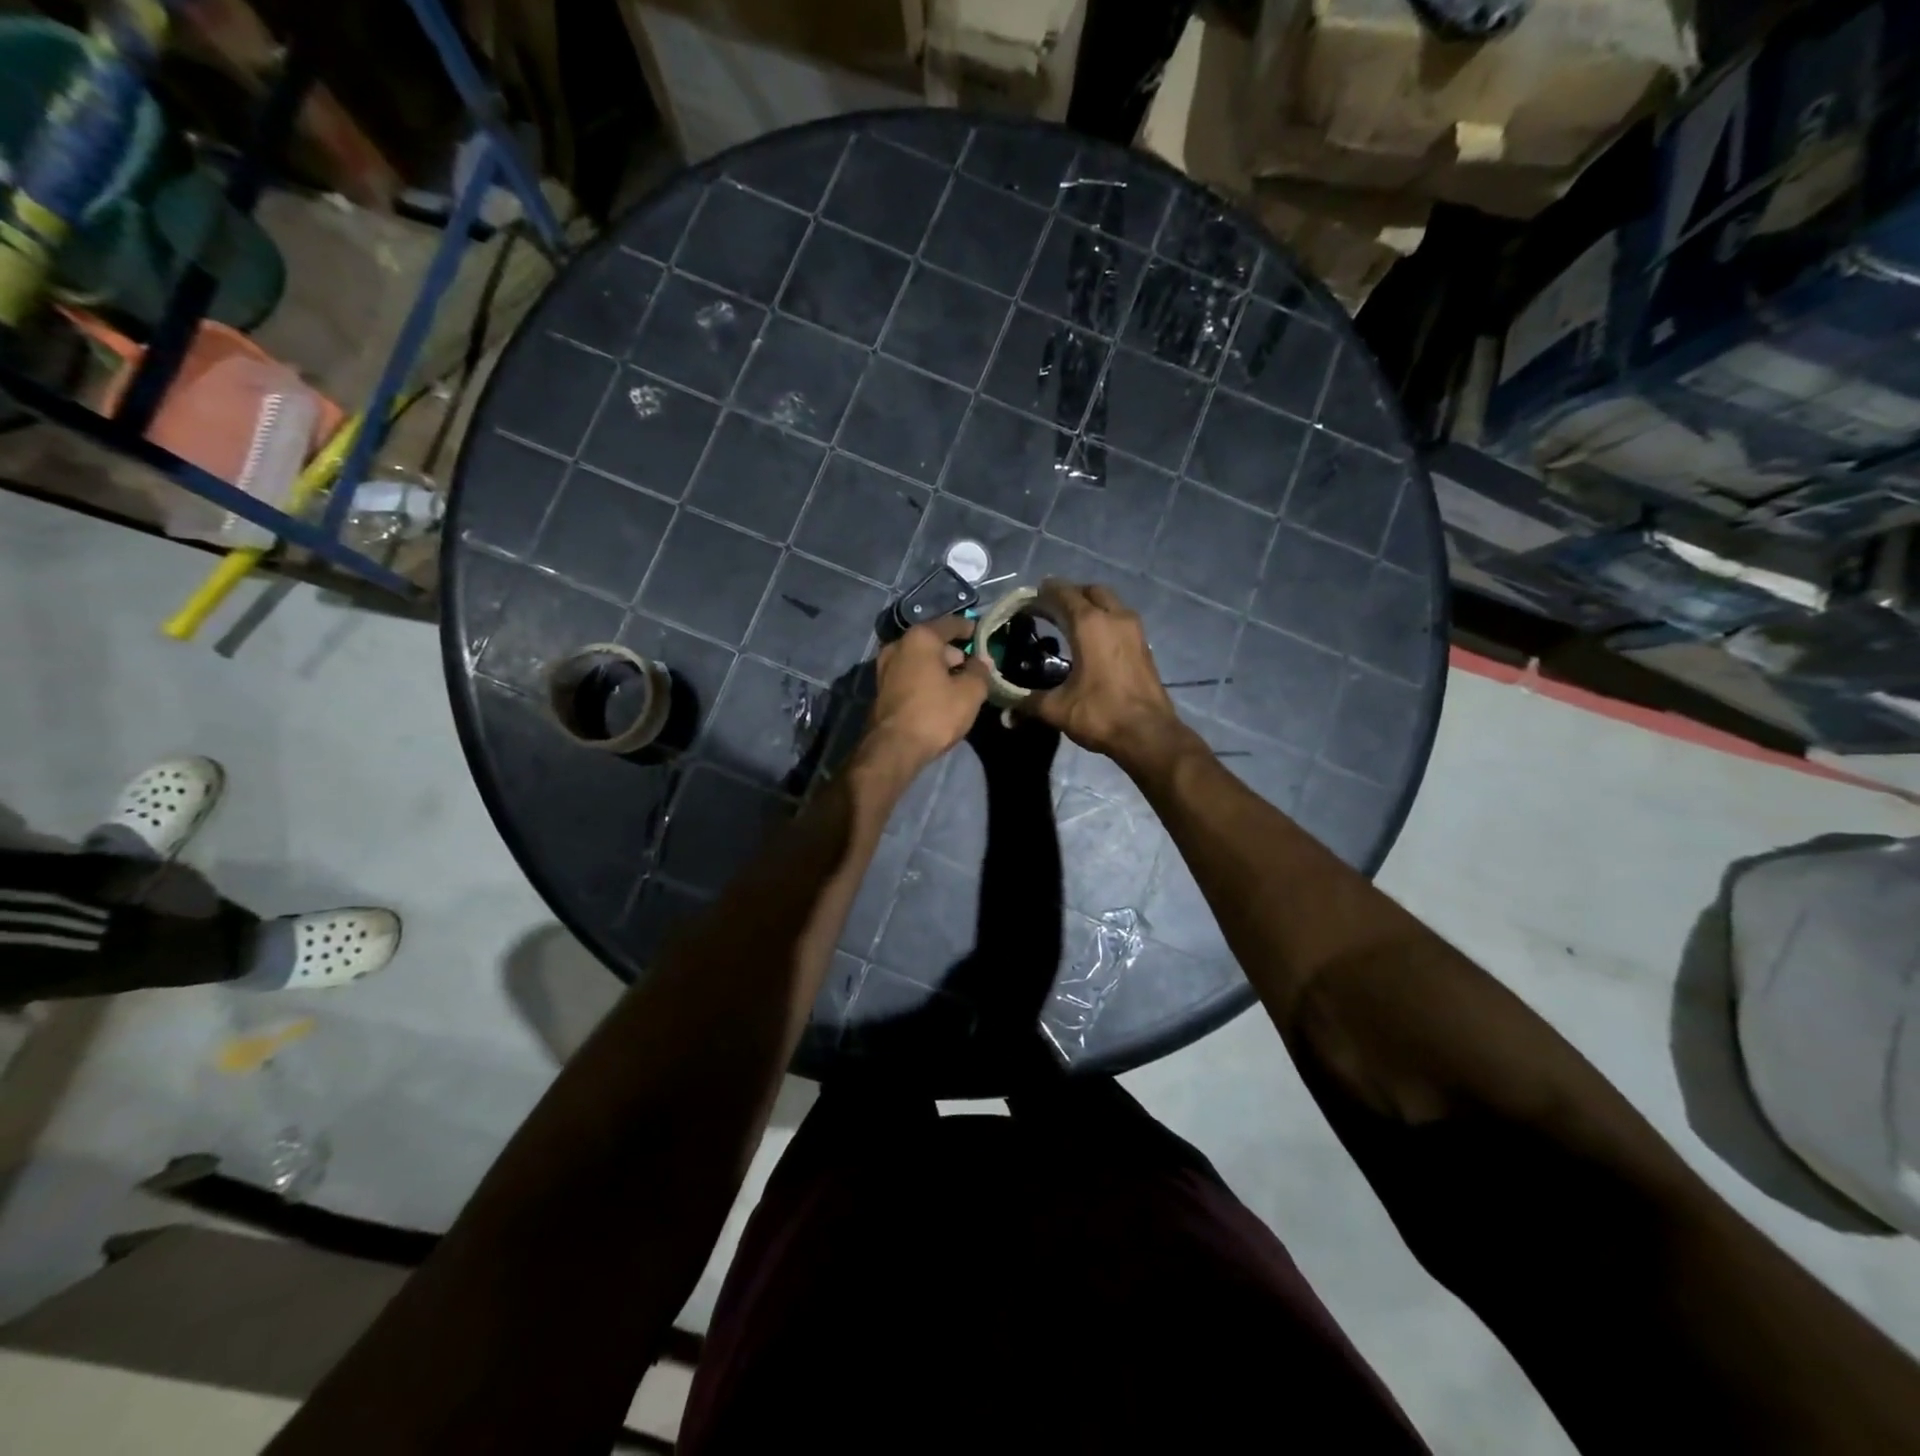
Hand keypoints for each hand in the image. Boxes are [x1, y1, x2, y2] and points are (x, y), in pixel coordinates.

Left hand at [859, 616, 989, 775]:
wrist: (893, 748)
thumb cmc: (935, 714)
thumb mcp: (969, 692)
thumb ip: (980, 671)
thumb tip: (982, 659)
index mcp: (921, 638)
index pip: (951, 624)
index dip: (970, 629)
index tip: (984, 637)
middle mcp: (898, 645)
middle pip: (933, 641)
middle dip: (954, 652)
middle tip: (973, 667)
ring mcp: (885, 666)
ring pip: (919, 659)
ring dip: (938, 667)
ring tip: (958, 683)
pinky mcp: (880, 687)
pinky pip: (909, 674)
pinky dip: (924, 678)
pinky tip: (938, 694)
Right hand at [1019, 580, 1188, 769]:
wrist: (1148, 734)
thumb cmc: (1100, 713)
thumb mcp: (1057, 709)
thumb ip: (1028, 702)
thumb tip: (1007, 709)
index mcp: (1089, 624)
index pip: (1063, 593)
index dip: (1045, 592)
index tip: (1030, 597)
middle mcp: (1115, 618)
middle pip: (1091, 591)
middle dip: (1070, 594)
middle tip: (1051, 608)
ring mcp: (1134, 630)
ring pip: (1110, 603)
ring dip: (1091, 606)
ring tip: (1070, 623)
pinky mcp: (1144, 646)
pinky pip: (1121, 620)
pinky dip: (1105, 621)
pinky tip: (1093, 642)